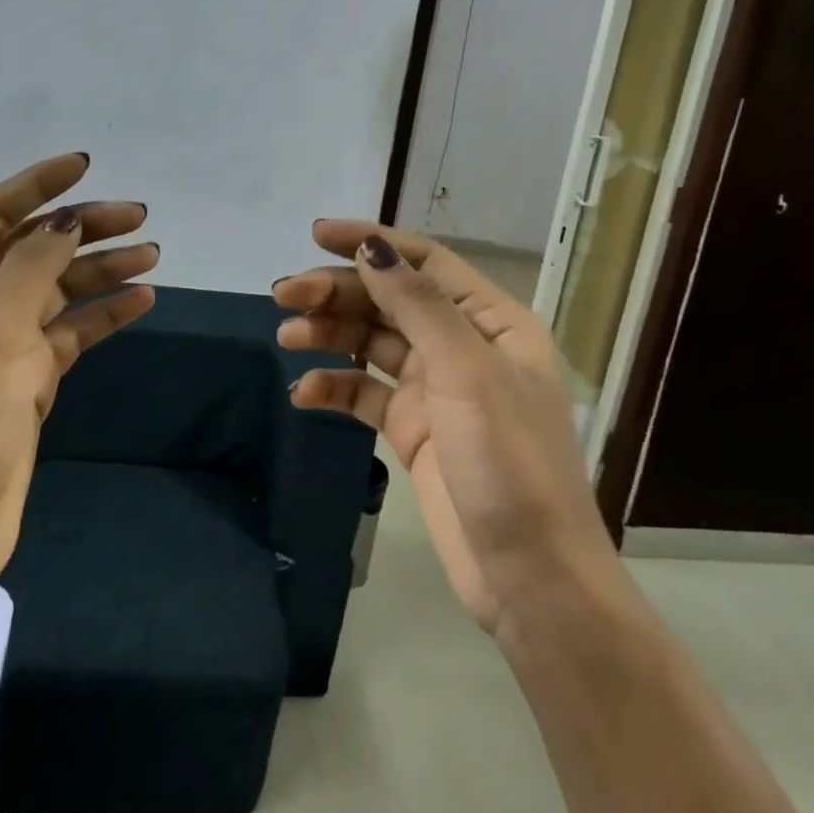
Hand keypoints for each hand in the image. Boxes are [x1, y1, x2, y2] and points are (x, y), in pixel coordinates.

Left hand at [0, 153, 156, 626]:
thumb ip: (30, 268)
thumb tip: (65, 219)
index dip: (36, 185)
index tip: (86, 165)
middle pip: (33, 248)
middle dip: (83, 227)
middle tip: (139, 217)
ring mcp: (3, 344)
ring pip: (59, 289)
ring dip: (102, 269)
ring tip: (151, 256)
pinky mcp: (29, 379)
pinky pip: (72, 332)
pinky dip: (105, 314)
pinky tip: (142, 301)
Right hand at [273, 223, 612, 635]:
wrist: (530, 577)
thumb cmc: (510, 463)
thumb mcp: (467, 373)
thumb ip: (418, 305)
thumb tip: (372, 247)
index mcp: (490, 322)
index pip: (423, 262)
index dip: (371, 242)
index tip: (316, 235)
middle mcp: (462, 346)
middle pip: (388, 300)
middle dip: (336, 292)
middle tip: (283, 297)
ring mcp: (435, 390)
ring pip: (371, 343)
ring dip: (328, 334)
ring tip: (286, 338)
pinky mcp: (412, 429)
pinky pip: (364, 393)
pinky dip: (334, 387)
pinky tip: (304, 394)